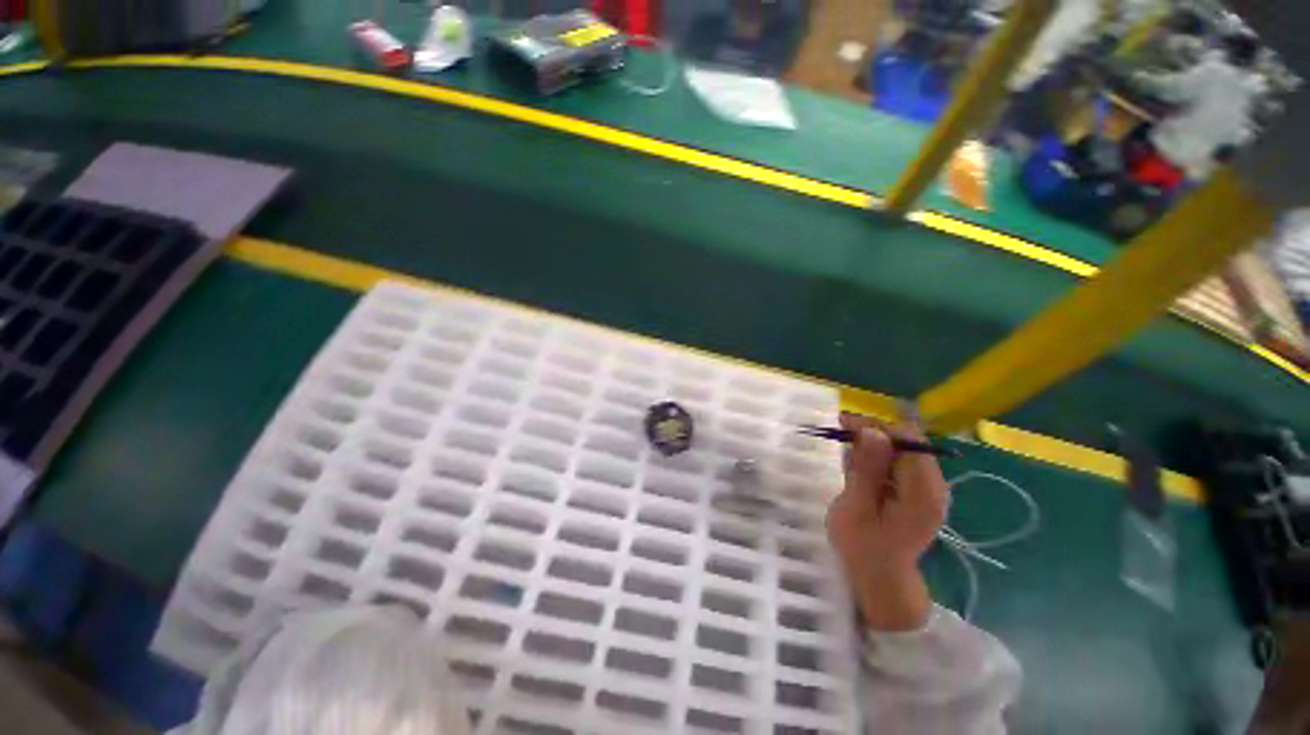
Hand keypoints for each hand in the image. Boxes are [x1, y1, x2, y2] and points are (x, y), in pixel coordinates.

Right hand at [826, 414, 948, 630]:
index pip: (909, 439)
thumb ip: (867, 468)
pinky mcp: (916, 490)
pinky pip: (897, 461)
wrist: (879, 578)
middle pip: (907, 441)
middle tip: (840, 436)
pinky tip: (858, 469)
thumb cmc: (863, 547)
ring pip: (900, 449)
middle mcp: (934, 485)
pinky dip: (876, 458)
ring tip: (847, 458)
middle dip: (872, 434)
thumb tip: (872, 430)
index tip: (845, 426)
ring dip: (872, 445)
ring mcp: (927, 488)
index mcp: (923, 492)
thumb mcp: (857, 507)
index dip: (878, 427)